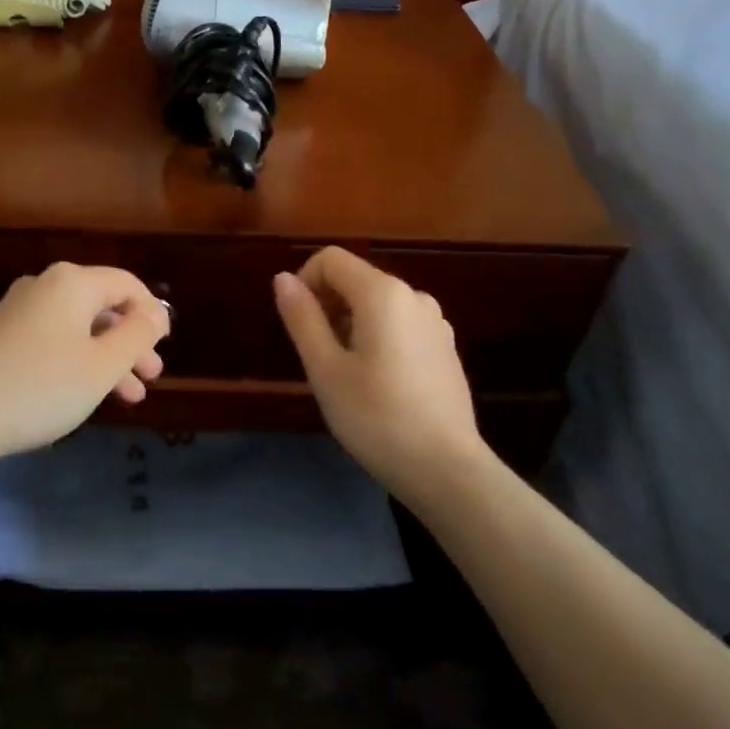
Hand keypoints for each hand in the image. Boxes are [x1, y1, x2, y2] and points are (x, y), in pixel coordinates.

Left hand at [0, 263, 170, 465]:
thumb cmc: (41, 387)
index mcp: (72, 283)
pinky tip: (86, 394)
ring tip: (130, 397)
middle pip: (102, 307)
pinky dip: (78, 362)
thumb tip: (154, 312)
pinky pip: (54, 340)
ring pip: (79, 329)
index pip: (126, 284)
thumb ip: (136, 335)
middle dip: (131, 341)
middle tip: (151, 376)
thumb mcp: (102, 365)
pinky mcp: (1, 337)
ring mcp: (18, 311)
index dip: (151, 312)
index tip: (165, 345)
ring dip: (107, 358)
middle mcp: (44, 287)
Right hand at [273, 247, 488, 499]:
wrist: (446, 468)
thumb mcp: (325, 369)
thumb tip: (283, 279)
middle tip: (316, 356)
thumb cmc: (376, 417)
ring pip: (377, 304)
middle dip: (327, 305)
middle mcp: (413, 296)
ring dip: (350, 323)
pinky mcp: (444, 347)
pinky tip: (376, 382)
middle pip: (355, 279)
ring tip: (344, 373)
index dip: (304, 281)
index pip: (331, 259)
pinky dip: (377, 337)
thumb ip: (302, 318)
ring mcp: (435, 321)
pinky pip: (399, 324)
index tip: (297, 324)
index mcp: (383, 293)